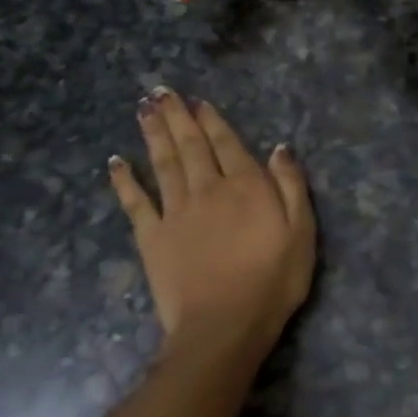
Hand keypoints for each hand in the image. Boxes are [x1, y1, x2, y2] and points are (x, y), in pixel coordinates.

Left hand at [109, 90, 315, 377]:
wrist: (224, 325)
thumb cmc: (272, 281)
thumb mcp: (302, 232)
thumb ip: (291, 186)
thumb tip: (279, 148)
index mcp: (246, 186)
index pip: (227, 144)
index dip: (213, 121)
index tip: (199, 102)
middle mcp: (207, 189)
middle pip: (190, 145)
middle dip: (177, 116)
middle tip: (160, 91)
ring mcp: (176, 212)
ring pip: (163, 163)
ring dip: (153, 134)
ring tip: (144, 109)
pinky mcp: (152, 237)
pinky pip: (135, 202)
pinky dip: (124, 180)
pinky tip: (115, 161)